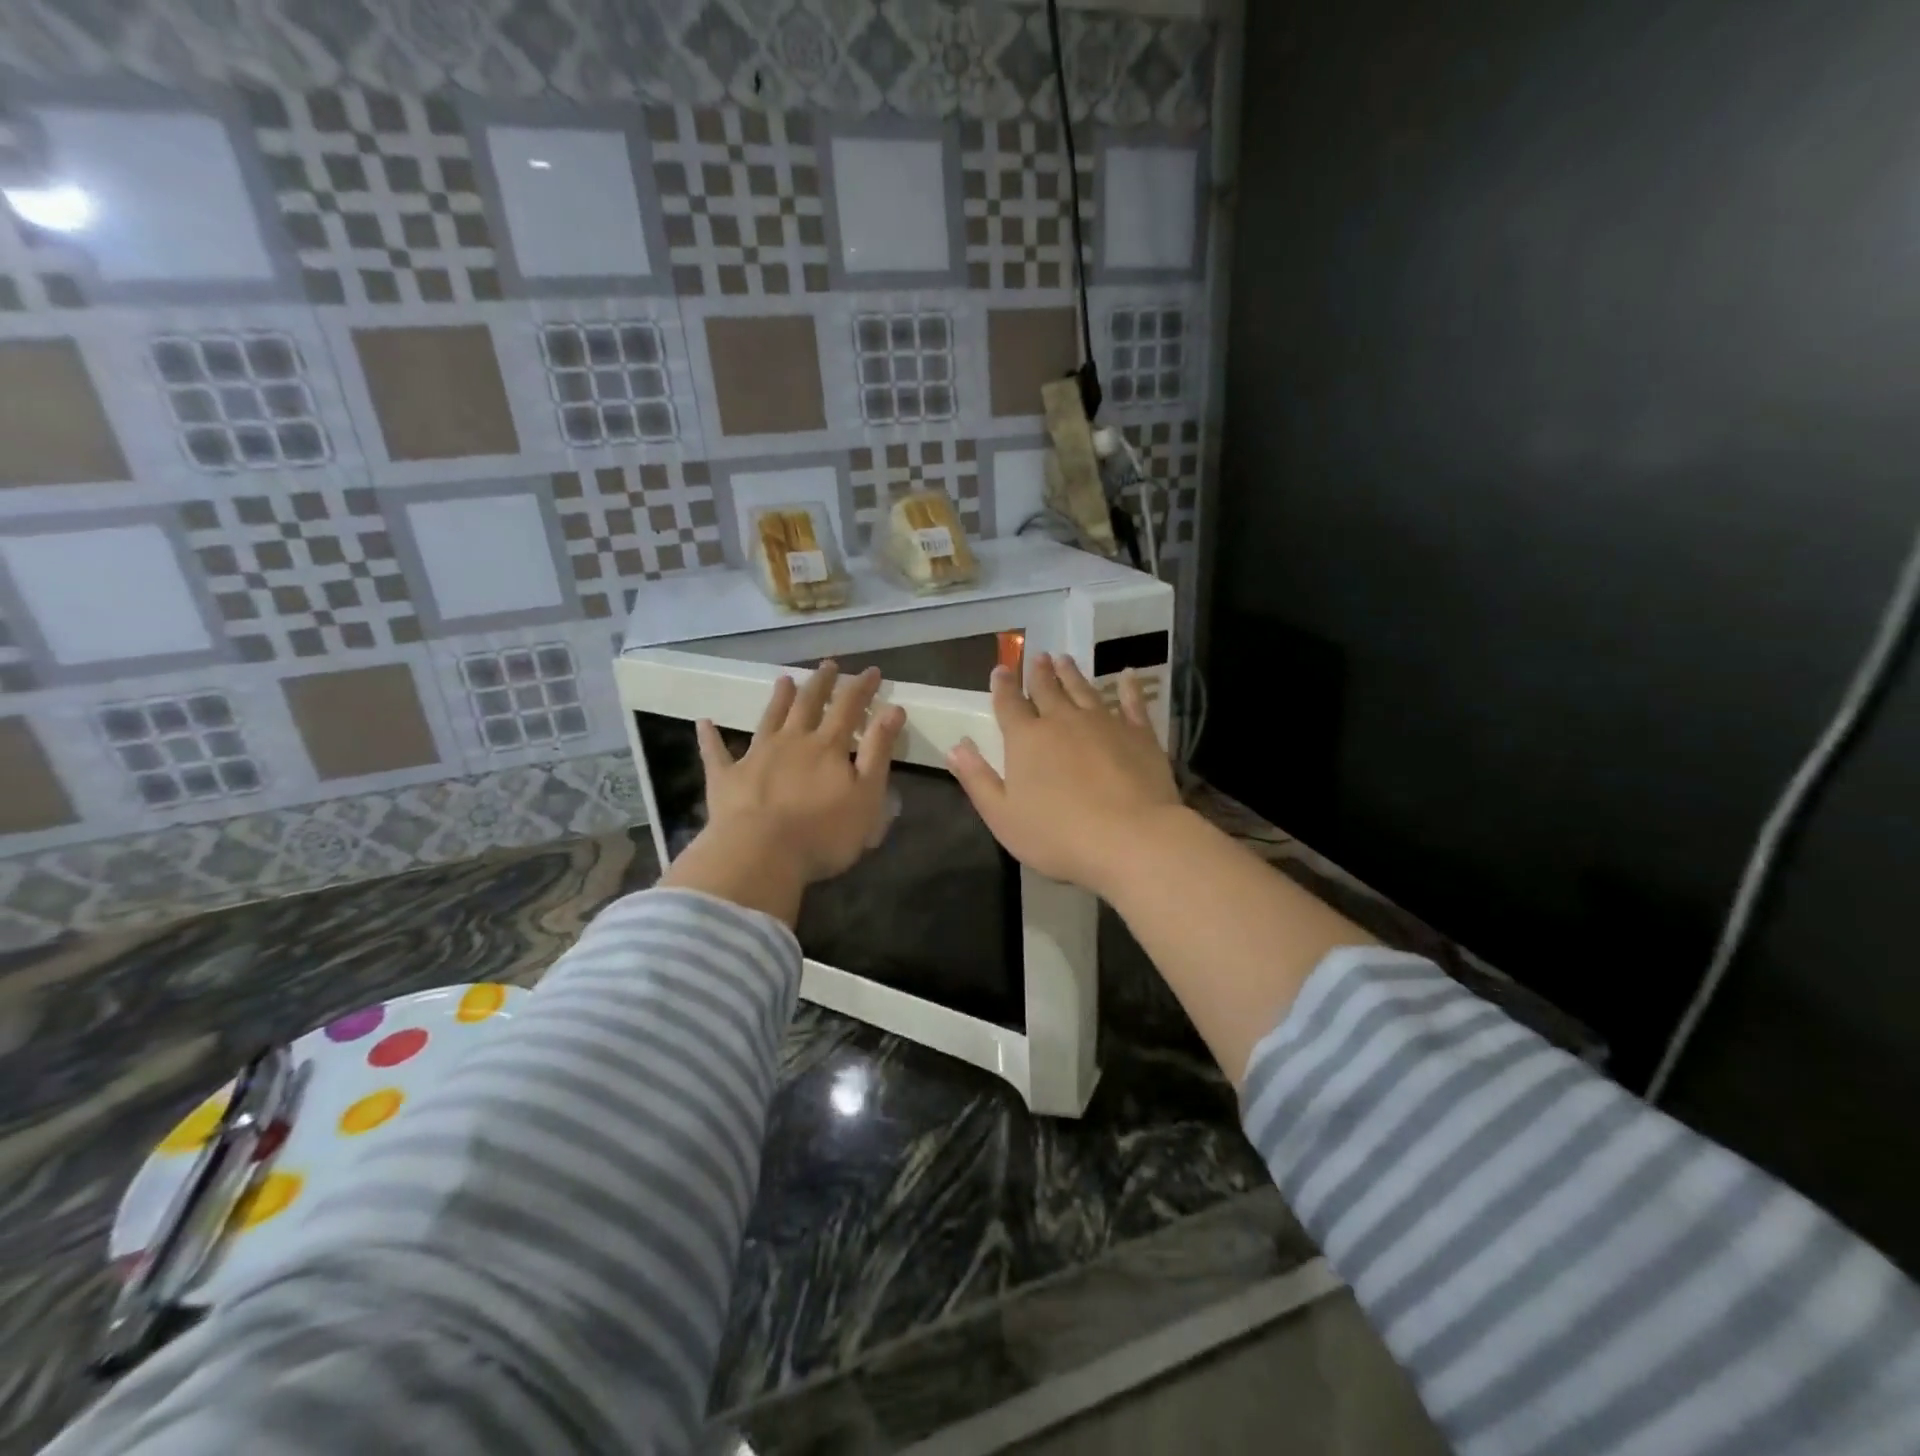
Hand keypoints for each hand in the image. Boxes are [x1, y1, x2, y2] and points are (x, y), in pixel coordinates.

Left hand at [696, 662, 906, 884]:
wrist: (760, 855)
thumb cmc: (823, 832)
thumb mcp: (867, 795)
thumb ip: (878, 751)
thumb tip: (893, 709)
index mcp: (827, 746)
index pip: (849, 707)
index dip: (862, 687)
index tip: (871, 671)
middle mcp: (792, 741)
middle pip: (808, 704)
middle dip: (821, 683)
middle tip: (828, 665)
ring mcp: (755, 756)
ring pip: (769, 718)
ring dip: (778, 698)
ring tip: (784, 680)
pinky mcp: (726, 778)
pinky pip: (715, 752)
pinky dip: (710, 736)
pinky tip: (703, 722)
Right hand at [947, 653, 1182, 896]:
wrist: (1130, 838)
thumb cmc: (1057, 835)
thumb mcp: (1002, 815)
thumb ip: (977, 779)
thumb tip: (956, 746)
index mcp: (1026, 739)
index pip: (1009, 704)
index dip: (1003, 686)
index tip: (1000, 669)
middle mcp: (1063, 721)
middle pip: (1047, 690)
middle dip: (1038, 673)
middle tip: (1037, 656)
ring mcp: (1104, 723)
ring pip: (1083, 690)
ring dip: (1072, 674)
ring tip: (1065, 659)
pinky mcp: (1139, 734)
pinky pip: (1132, 702)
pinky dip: (1128, 688)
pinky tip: (1127, 676)